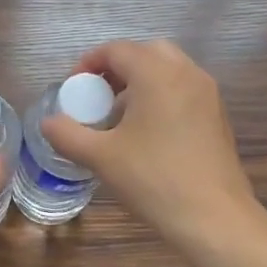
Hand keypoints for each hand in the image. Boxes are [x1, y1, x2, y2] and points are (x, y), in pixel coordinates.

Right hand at [42, 39, 258, 249]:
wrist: (213, 217)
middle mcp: (186, 73)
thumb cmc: (153, 179)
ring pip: (168, 70)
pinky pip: (184, 90)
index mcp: (156, 74)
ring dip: (140, 82)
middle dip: (117, 68)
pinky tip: (147, 134)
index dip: (88, 64)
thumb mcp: (100, 157)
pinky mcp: (218, 116)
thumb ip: (67, 134)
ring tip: (119, 118)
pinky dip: (161, 96)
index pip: (116, 50)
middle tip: (97, 97)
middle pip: (146, 52)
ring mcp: (207, 94)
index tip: (72, 90)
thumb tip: (48, 122)